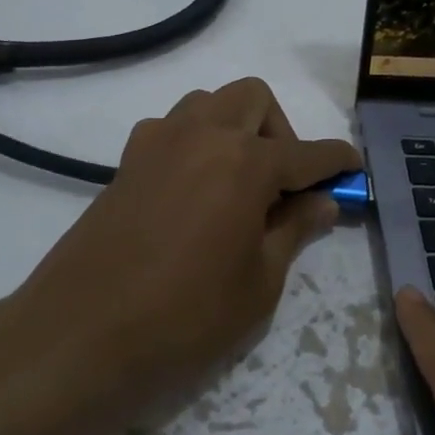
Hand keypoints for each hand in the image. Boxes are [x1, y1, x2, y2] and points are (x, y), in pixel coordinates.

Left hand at [3, 77, 358, 412]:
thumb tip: (322, 202)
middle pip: (254, 99)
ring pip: (208, 105)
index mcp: (245, 162)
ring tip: (236, 186)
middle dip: (281, 131)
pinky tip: (193, 193)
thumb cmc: (186, 317)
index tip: (353, 169)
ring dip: (234, 129)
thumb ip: (294, 231)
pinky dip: (193, 144)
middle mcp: (201, 135)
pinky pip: (170, 129)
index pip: (307, 152)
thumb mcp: (259, 283)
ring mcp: (156, 144)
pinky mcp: (125, 163)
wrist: (81, 336)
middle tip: (282, 186)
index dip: (336, 161)